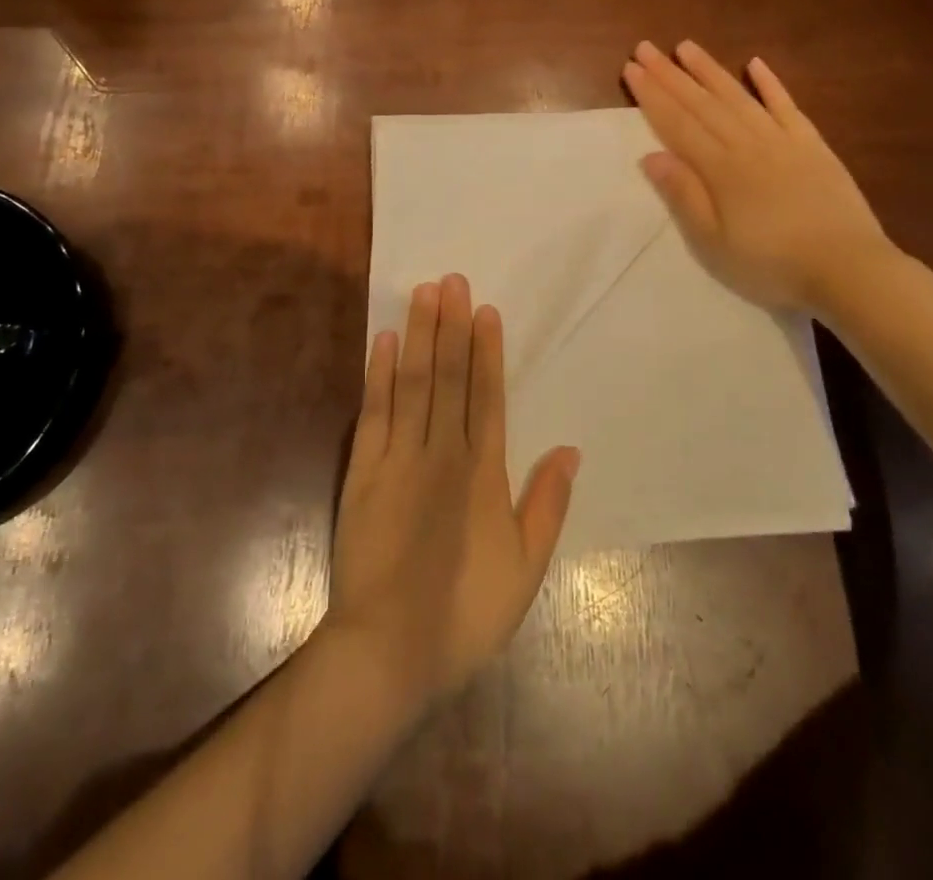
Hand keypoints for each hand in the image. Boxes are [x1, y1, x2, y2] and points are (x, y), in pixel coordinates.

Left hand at [328, 276, 579, 707]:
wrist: (389, 651)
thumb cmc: (465, 613)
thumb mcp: (526, 570)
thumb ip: (547, 505)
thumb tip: (570, 450)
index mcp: (483, 473)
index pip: (487, 396)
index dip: (487, 350)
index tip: (485, 310)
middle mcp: (442, 452)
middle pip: (449, 376)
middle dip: (452, 326)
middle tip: (453, 280)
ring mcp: (398, 458)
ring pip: (413, 383)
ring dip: (420, 335)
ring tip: (424, 293)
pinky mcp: (362, 471)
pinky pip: (374, 412)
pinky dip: (380, 374)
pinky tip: (384, 341)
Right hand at [623, 40, 892, 313]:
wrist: (847, 268)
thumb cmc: (771, 263)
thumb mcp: (714, 242)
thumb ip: (684, 196)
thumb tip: (650, 156)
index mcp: (720, 169)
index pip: (677, 124)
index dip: (652, 96)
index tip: (632, 69)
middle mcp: (747, 144)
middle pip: (702, 104)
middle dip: (670, 75)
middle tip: (645, 47)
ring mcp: (783, 140)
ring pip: (739, 97)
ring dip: (710, 70)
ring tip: (686, 47)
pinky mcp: (813, 145)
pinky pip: (787, 106)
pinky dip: (771, 84)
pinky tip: (756, 64)